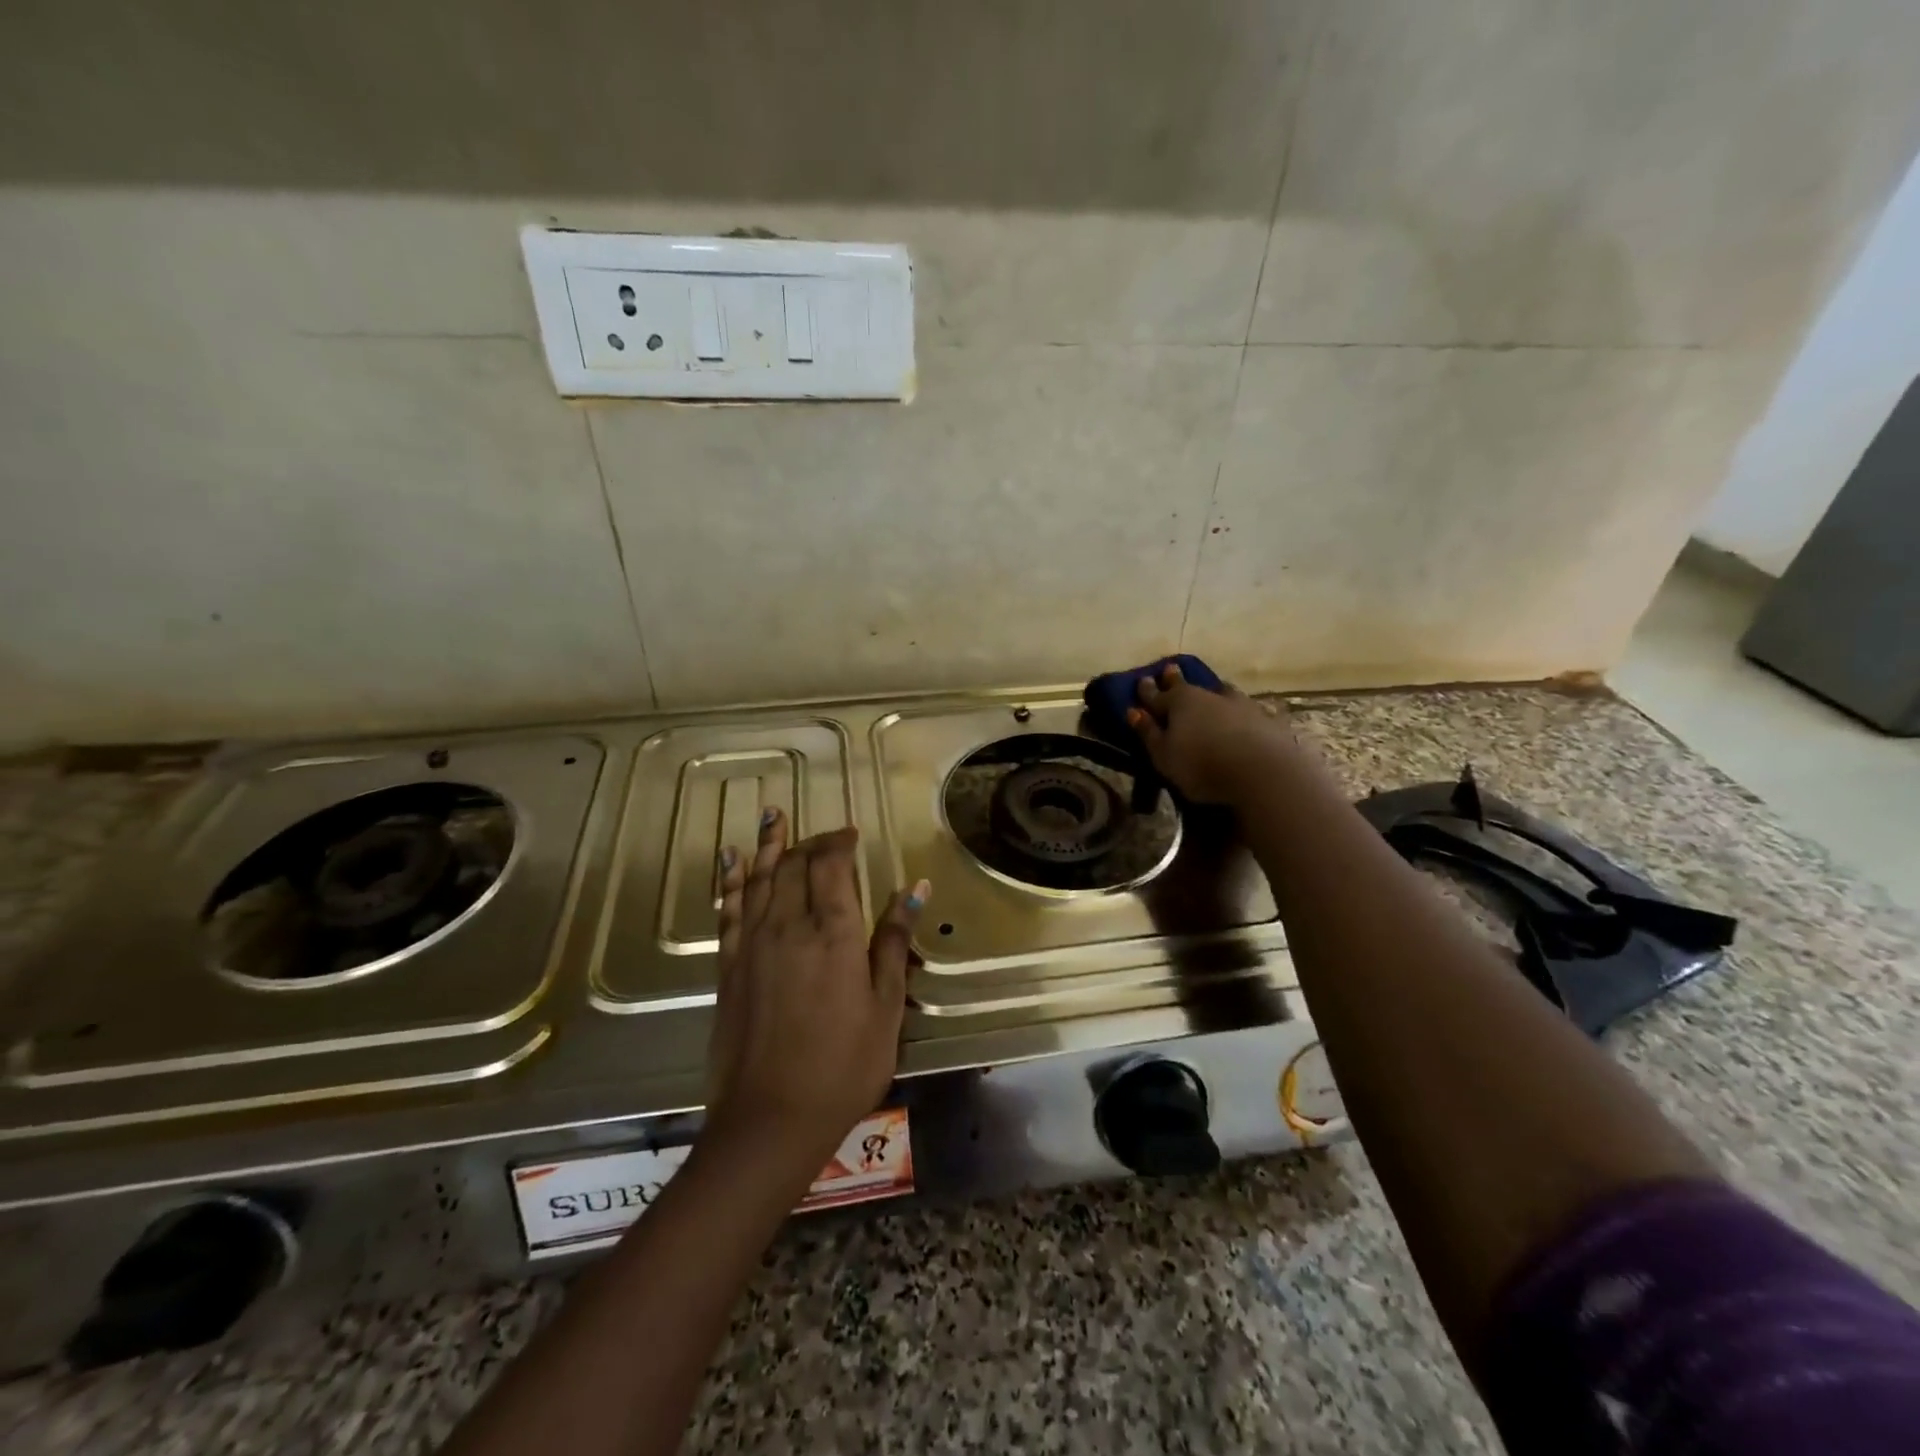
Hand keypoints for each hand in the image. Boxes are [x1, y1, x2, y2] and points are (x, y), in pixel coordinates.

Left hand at [703, 809, 927, 1183]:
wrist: (770, 1120)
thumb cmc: (843, 1066)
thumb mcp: (885, 1007)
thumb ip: (894, 942)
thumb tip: (915, 889)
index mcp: (833, 933)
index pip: (832, 865)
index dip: (840, 842)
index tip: (852, 834)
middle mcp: (788, 926)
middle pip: (795, 865)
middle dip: (811, 841)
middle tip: (825, 833)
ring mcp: (753, 945)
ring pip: (758, 878)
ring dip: (767, 844)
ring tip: (772, 814)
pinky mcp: (728, 967)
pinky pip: (728, 910)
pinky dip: (730, 880)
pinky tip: (730, 859)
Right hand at [1126, 662, 1295, 803]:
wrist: (1262, 772)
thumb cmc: (1201, 765)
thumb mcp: (1164, 755)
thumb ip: (1148, 733)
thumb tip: (1133, 711)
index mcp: (1179, 702)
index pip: (1157, 694)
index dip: (1147, 690)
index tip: (1141, 680)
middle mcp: (1209, 696)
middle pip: (1188, 686)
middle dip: (1176, 679)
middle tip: (1171, 668)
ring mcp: (1240, 705)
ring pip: (1222, 692)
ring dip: (1214, 691)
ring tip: (1213, 689)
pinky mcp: (1266, 719)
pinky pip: (1248, 710)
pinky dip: (1241, 711)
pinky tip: (1245, 713)